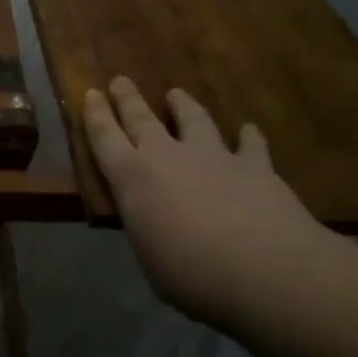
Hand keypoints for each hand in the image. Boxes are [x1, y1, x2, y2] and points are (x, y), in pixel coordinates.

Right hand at [83, 77, 330, 324]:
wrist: (266, 271)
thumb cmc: (193, 276)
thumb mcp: (151, 259)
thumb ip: (148, 230)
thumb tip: (153, 224)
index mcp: (132, 179)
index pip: (104, 138)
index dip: (95, 115)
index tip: (90, 94)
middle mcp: (168, 156)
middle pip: (142, 118)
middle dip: (128, 99)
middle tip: (120, 80)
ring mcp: (213, 156)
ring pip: (193, 119)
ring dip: (183, 105)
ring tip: (177, 93)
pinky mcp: (255, 165)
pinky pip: (249, 144)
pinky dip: (247, 136)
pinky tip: (248, 130)